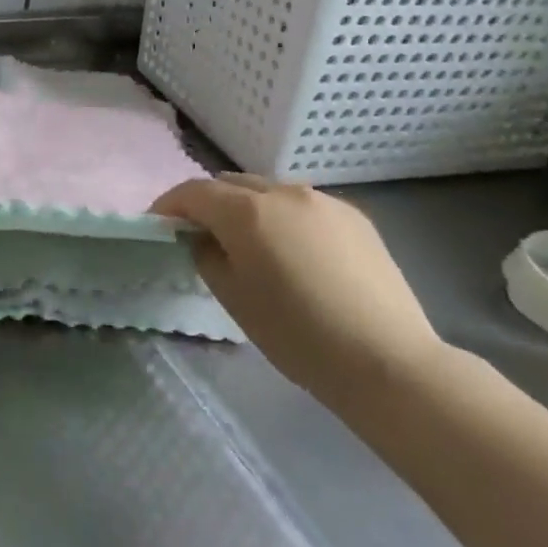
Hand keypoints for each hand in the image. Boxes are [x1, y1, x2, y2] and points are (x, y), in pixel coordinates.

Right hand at [153, 175, 443, 408]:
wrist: (388, 361)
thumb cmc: (298, 335)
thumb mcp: (234, 299)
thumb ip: (207, 256)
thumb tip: (204, 238)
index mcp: (247, 211)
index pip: (193, 192)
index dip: (169, 205)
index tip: (159, 225)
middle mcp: (283, 191)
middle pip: (230, 184)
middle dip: (209, 204)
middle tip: (202, 236)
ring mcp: (323, 201)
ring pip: (269, 191)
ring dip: (248, 209)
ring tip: (252, 245)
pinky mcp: (355, 217)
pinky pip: (303, 206)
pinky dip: (285, 219)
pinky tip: (296, 255)